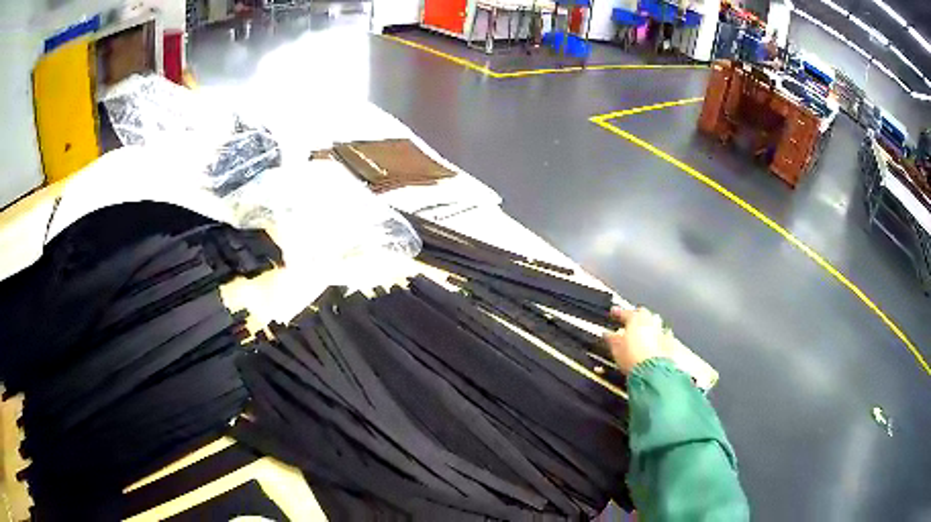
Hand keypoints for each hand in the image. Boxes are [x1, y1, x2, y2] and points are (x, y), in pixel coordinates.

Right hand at [603, 306, 672, 374]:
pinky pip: (666, 339)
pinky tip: (656, 349)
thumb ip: (612, 338)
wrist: (654, 372)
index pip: (626, 312)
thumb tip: (607, 334)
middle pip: (644, 315)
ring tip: (643, 340)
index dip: (619, 313)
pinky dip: (660, 341)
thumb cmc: (633, 358)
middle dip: (638, 319)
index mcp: (637, 318)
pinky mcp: (673, 344)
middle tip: (630, 326)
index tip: (614, 312)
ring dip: (650, 330)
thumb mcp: (616, 348)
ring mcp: (664, 332)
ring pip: (657, 326)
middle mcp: (653, 321)